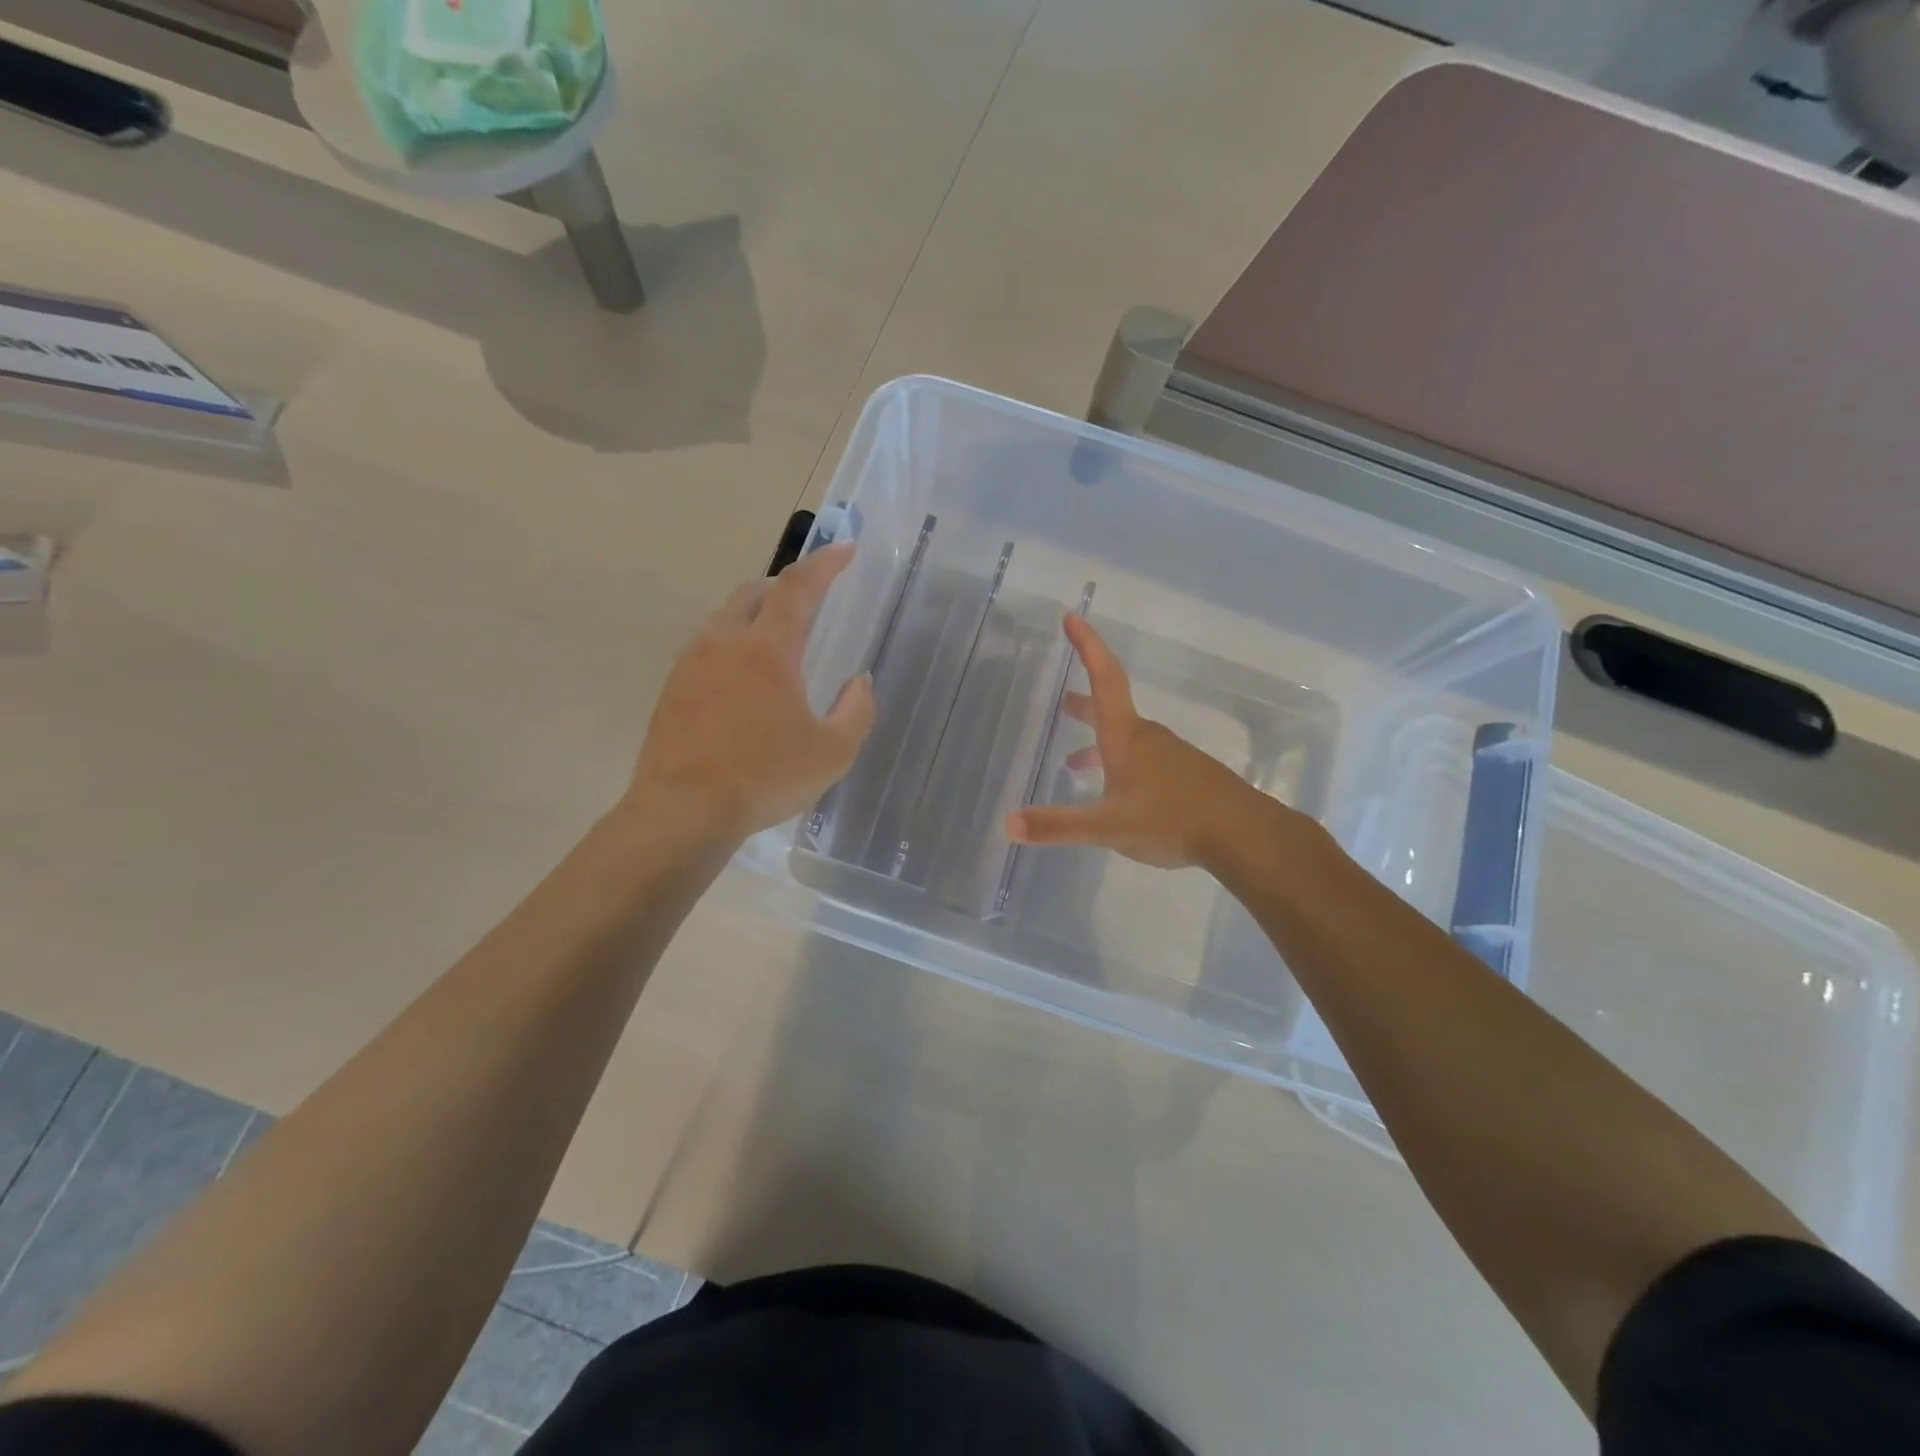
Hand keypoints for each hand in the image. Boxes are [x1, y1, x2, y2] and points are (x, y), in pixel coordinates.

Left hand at [626, 544, 875, 845]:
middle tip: (807, 604)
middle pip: (753, 592)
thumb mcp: (832, 752)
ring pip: (724, 618)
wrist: (682, 812)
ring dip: (754, 616)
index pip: (798, 588)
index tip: (845, 549)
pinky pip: (705, 648)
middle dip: (783, 587)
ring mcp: (690, 663)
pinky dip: (730, 646)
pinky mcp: (671, 688)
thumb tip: (859, 681)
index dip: (825, 564)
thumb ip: (856, 710)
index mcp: (767, 649)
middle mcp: (724, 642)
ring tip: (774, 645)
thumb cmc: (764, 778)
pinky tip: (740, 683)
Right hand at [1005, 616, 1287, 870]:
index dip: (1087, 646)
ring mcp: (1171, 756)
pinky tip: (1120, 796)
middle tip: (1063, 701)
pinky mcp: (1187, 777)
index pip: (1104, 678)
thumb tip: (1008, 824)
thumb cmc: (1170, 820)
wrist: (1244, 835)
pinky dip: (1121, 765)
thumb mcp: (1107, 827)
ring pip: (1127, 739)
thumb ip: (1057, 826)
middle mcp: (1147, 738)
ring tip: (1076, 763)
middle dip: (1084, 703)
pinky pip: (1145, 761)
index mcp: (1125, 738)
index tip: (1072, 617)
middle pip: (1111, 708)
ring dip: (1099, 743)